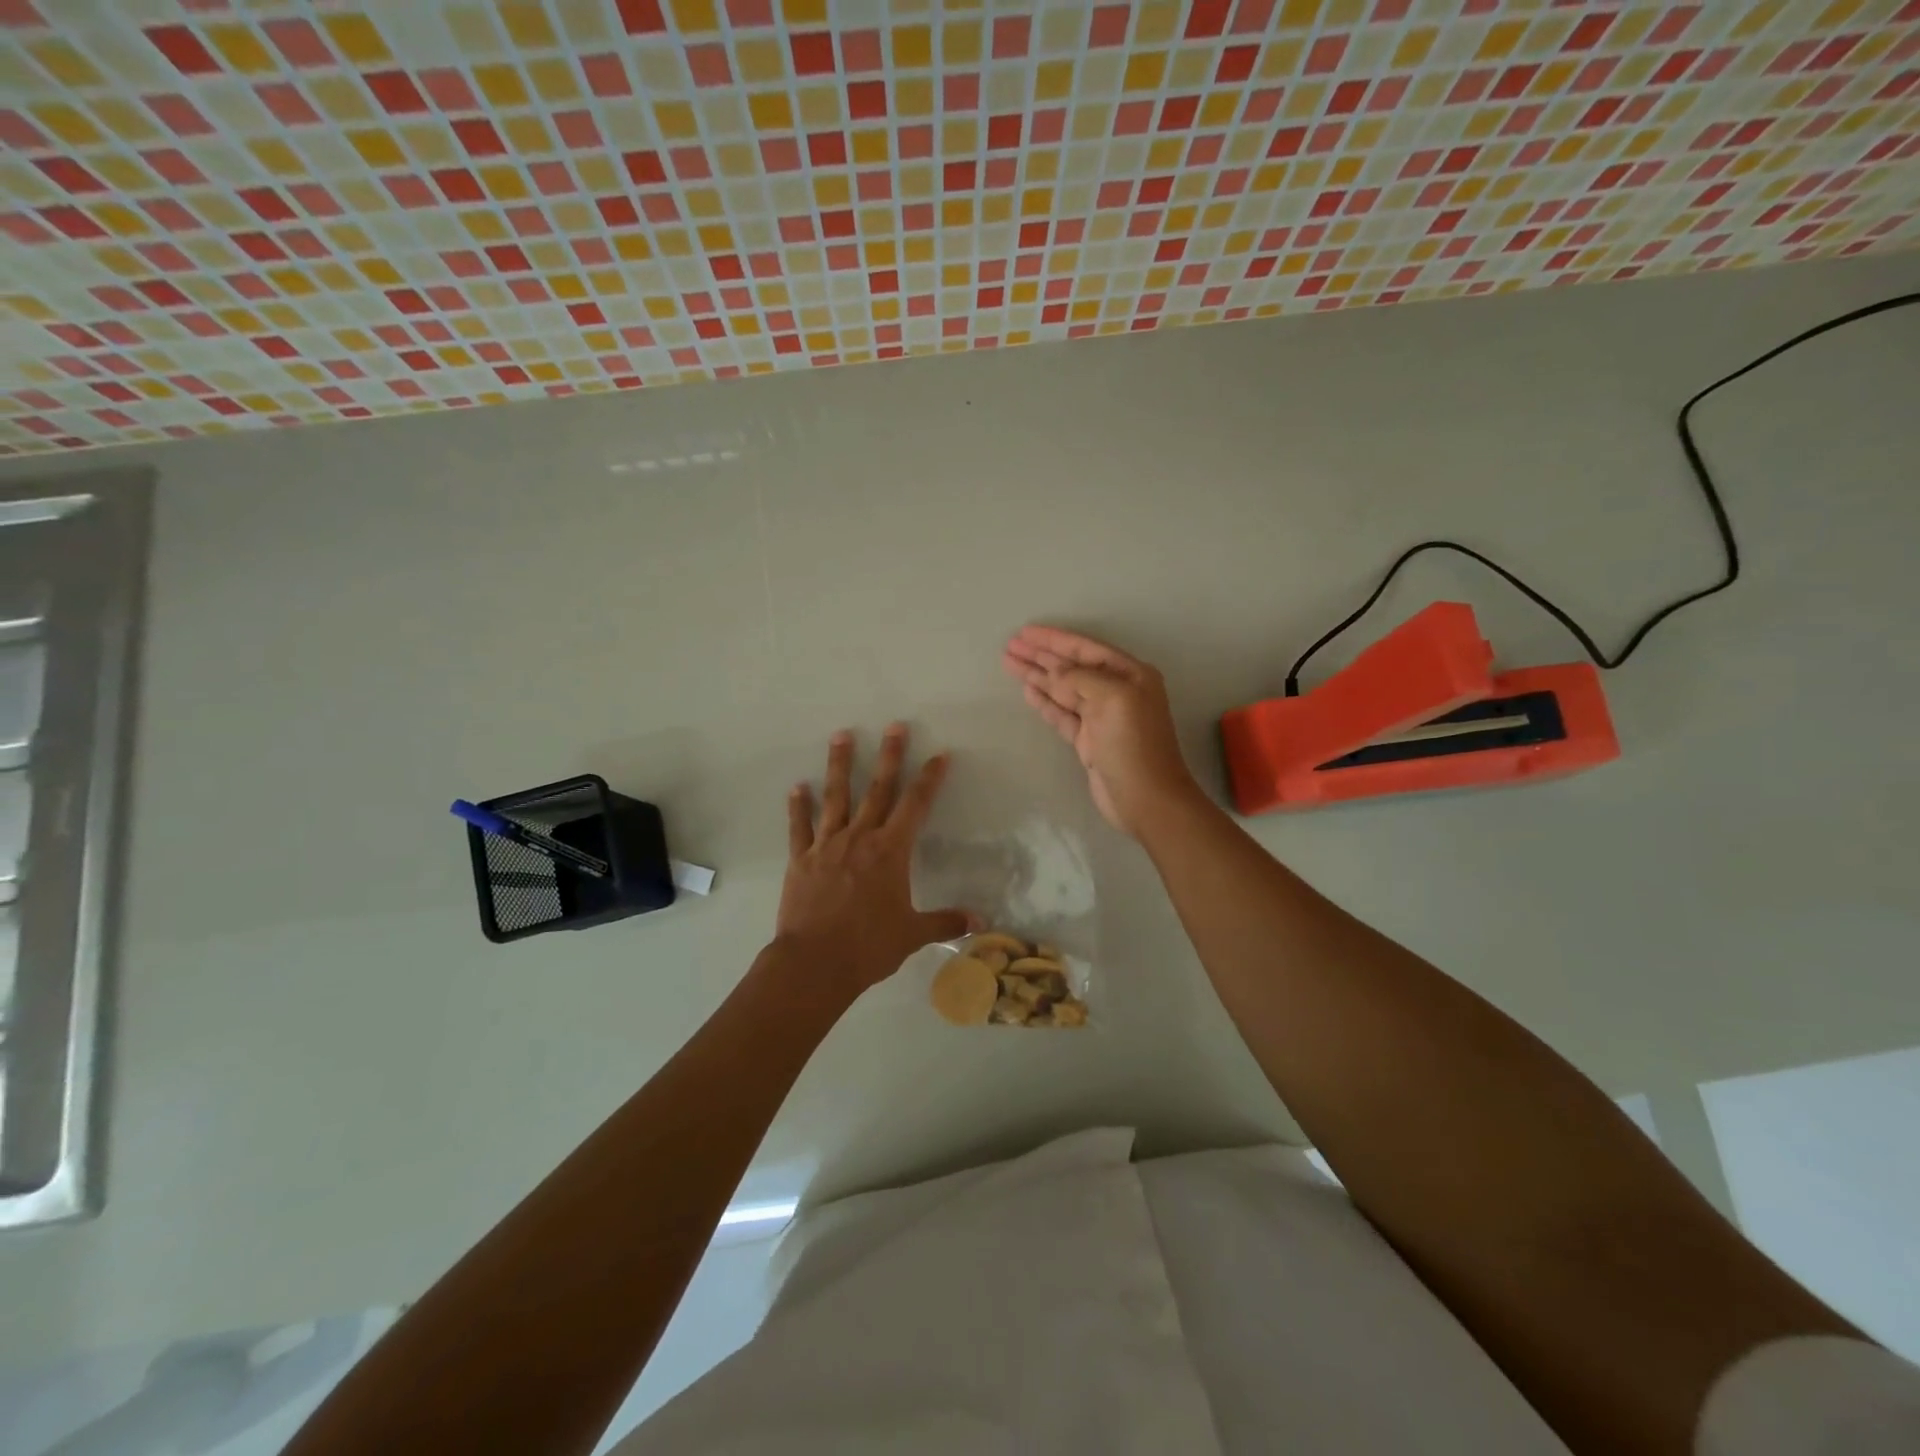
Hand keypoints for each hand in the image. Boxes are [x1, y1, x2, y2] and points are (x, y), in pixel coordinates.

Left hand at [775, 724, 973, 998]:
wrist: (815, 963)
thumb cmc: (869, 946)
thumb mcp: (912, 934)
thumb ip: (946, 922)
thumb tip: (981, 921)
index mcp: (890, 852)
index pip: (916, 805)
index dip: (929, 778)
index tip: (939, 755)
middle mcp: (860, 838)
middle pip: (877, 789)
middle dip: (888, 756)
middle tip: (894, 726)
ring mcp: (827, 845)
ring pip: (835, 797)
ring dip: (839, 765)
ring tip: (841, 735)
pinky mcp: (801, 859)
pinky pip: (799, 827)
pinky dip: (798, 807)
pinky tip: (797, 787)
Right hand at [1003, 626, 1200, 838]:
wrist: (1145, 798)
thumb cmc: (1134, 744)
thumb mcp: (1113, 699)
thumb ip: (1080, 678)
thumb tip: (1052, 671)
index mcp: (1129, 675)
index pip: (1085, 648)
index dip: (1054, 639)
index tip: (1024, 633)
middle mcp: (1116, 691)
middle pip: (1071, 666)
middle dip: (1041, 655)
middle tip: (1010, 645)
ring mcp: (1101, 717)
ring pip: (1063, 689)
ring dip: (1037, 675)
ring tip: (1010, 662)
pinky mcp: (1088, 740)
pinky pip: (1061, 713)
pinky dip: (1044, 701)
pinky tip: (1027, 690)